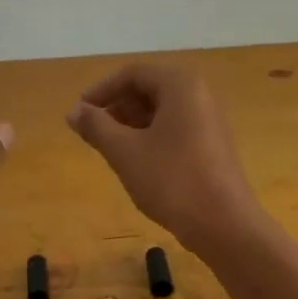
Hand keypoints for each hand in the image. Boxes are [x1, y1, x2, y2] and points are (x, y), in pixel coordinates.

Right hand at [66, 65, 262, 254]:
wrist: (224, 225)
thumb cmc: (172, 180)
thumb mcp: (125, 152)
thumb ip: (96, 126)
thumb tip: (74, 111)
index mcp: (181, 86)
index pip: (133, 73)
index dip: (102, 90)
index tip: (80, 113)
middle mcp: (200, 95)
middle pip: (149, 89)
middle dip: (117, 107)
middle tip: (93, 132)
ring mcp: (210, 121)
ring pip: (162, 111)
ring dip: (132, 123)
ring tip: (111, 149)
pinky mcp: (213, 146)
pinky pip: (176, 129)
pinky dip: (151, 137)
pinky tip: (137, 163)